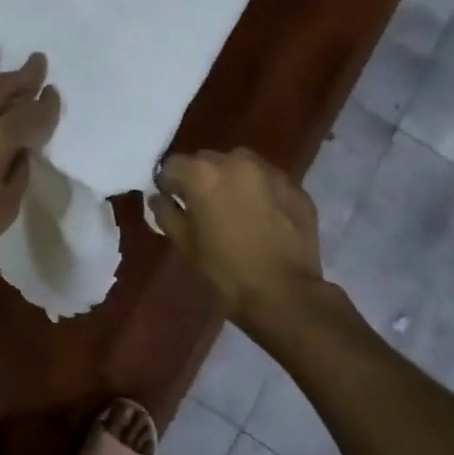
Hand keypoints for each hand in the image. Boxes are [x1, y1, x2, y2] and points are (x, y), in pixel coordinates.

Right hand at [151, 148, 325, 327]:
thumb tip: (159, 198)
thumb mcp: (185, 246)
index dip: (169, 184)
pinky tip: (264, 218)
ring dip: (232, 181)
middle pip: (206, 161)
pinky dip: (260, 192)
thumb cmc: (226, 271)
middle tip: (204, 208)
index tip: (173, 203)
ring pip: (239, 166)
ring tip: (236, 210)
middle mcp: (235, 161)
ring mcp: (269, 171)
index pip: (172, 165)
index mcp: (202, 173)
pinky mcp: (294, 186)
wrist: (285, 294)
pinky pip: (267, 181)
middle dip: (201, 179)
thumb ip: (166, 214)